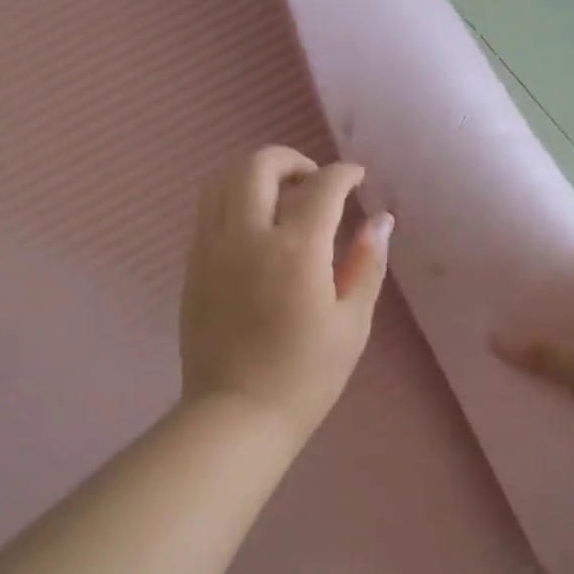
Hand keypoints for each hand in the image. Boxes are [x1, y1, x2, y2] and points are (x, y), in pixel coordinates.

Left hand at [179, 146, 393, 441]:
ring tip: (281, 195)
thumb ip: (366, 265)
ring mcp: (212, 248)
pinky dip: (234, 199)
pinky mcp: (193, 265)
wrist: (236, 413)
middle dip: (292, 159)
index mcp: (294, 250)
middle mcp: (247, 236)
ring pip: (223, 180)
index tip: (357, 178)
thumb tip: (381, 221)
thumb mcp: (351, 324)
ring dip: (255, 173)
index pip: (321, 187)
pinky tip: (255, 226)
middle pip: (259, 165)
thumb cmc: (305, 376)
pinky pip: (209, 210)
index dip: (343, 174)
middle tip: (314, 181)